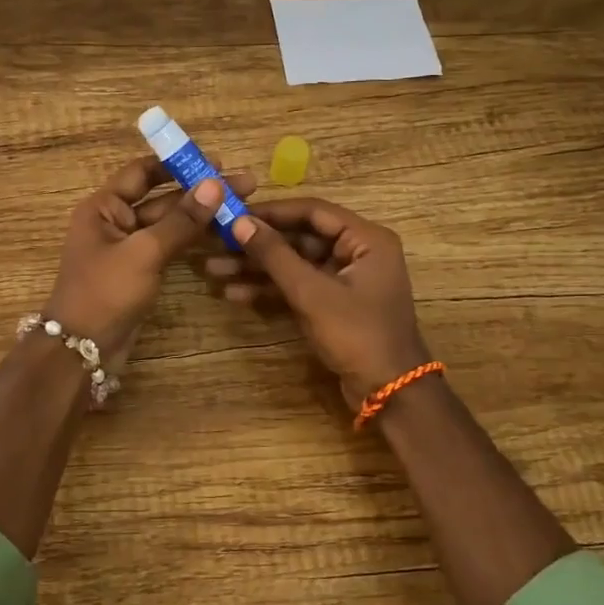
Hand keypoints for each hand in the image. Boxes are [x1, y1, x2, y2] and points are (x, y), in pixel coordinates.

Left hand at [45, 157, 255, 358]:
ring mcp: (129, 248)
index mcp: (104, 207)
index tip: (216, 161)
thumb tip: (216, 184)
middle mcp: (115, 221)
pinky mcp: (141, 271)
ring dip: (201, 216)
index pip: (142, 172)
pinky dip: (193, 240)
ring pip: (170, 224)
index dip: (177, 164)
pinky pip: (170, 247)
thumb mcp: (144, 252)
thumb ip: (181, 220)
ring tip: (242, 208)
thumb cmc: (105, 293)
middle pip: (162, 197)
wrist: (83, 350)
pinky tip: (223, 235)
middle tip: (246, 185)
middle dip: (201, 191)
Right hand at [211, 199, 429, 407]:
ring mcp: (344, 280)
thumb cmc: (357, 335)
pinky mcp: (333, 304)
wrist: (388, 392)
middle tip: (217, 242)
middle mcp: (357, 252)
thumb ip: (276, 255)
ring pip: (294, 264)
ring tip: (214, 270)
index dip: (271, 212)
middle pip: (300, 237)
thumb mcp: (312, 293)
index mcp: (365, 239)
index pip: (313, 212)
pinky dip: (270, 290)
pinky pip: (298, 286)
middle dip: (258, 244)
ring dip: (257, 268)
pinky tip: (235, 294)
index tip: (233, 214)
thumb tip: (240, 222)